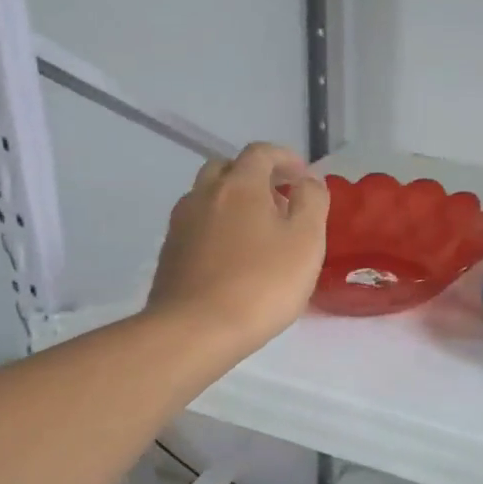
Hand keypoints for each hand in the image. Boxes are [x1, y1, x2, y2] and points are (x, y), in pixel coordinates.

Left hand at [147, 143, 328, 353]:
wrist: (195, 330)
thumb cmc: (261, 283)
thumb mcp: (306, 241)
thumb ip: (312, 202)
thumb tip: (308, 181)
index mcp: (240, 185)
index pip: (261, 153)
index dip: (284, 158)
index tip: (302, 177)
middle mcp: (204, 195)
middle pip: (227, 168)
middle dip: (254, 176)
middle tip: (278, 200)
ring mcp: (181, 224)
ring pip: (207, 197)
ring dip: (232, 201)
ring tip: (256, 230)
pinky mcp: (170, 254)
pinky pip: (197, 226)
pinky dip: (217, 227)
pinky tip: (232, 256)